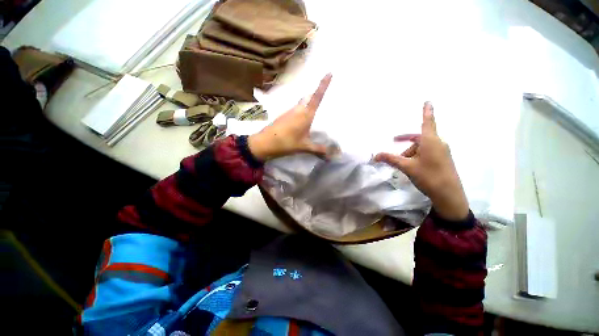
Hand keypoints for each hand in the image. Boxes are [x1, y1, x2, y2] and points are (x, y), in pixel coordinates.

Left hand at [248, 73, 331, 160]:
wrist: (264, 143)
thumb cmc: (286, 143)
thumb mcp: (304, 147)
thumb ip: (318, 150)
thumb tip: (330, 156)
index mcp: (306, 114)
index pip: (317, 97)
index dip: (323, 84)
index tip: (329, 72)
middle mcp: (298, 109)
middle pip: (308, 98)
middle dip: (315, 95)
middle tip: (323, 96)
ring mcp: (289, 112)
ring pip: (301, 104)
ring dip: (307, 105)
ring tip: (314, 112)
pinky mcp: (283, 116)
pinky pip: (295, 110)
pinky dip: (300, 112)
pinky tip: (301, 121)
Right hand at [374, 102, 468, 220]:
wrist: (449, 195)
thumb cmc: (428, 176)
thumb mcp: (406, 167)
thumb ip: (390, 159)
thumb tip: (375, 156)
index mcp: (431, 141)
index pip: (428, 122)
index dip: (426, 111)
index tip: (428, 101)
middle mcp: (438, 143)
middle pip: (419, 138)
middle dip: (406, 144)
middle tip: (395, 150)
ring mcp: (442, 152)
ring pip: (422, 147)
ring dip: (410, 153)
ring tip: (403, 165)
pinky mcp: (443, 159)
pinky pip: (427, 153)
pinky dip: (417, 157)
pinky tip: (412, 167)